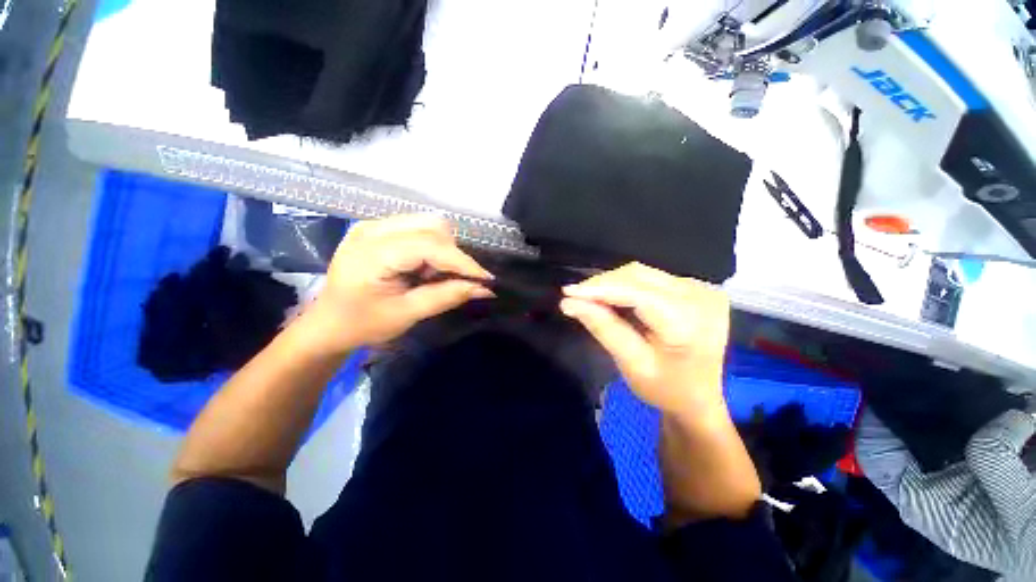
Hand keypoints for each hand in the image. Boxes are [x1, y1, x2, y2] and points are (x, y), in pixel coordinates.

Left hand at [304, 214, 491, 351]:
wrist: (328, 324)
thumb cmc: (363, 324)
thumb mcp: (407, 314)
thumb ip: (447, 297)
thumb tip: (484, 288)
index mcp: (372, 253)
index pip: (430, 246)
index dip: (462, 262)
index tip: (486, 279)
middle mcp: (372, 228)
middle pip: (432, 226)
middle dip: (453, 254)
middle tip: (452, 281)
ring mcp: (373, 224)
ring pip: (428, 224)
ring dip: (443, 249)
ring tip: (434, 275)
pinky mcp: (378, 228)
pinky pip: (419, 228)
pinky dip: (432, 247)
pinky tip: (423, 267)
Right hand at [561, 263, 730, 419]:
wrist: (707, 397)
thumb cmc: (669, 389)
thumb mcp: (633, 364)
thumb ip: (604, 329)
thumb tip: (570, 303)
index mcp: (688, 321)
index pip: (635, 292)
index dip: (599, 288)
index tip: (567, 293)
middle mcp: (698, 295)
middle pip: (638, 275)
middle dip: (602, 284)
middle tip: (575, 296)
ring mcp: (699, 288)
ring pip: (642, 273)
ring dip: (612, 283)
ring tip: (589, 297)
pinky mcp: (694, 287)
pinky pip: (651, 278)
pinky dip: (626, 285)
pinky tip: (612, 297)